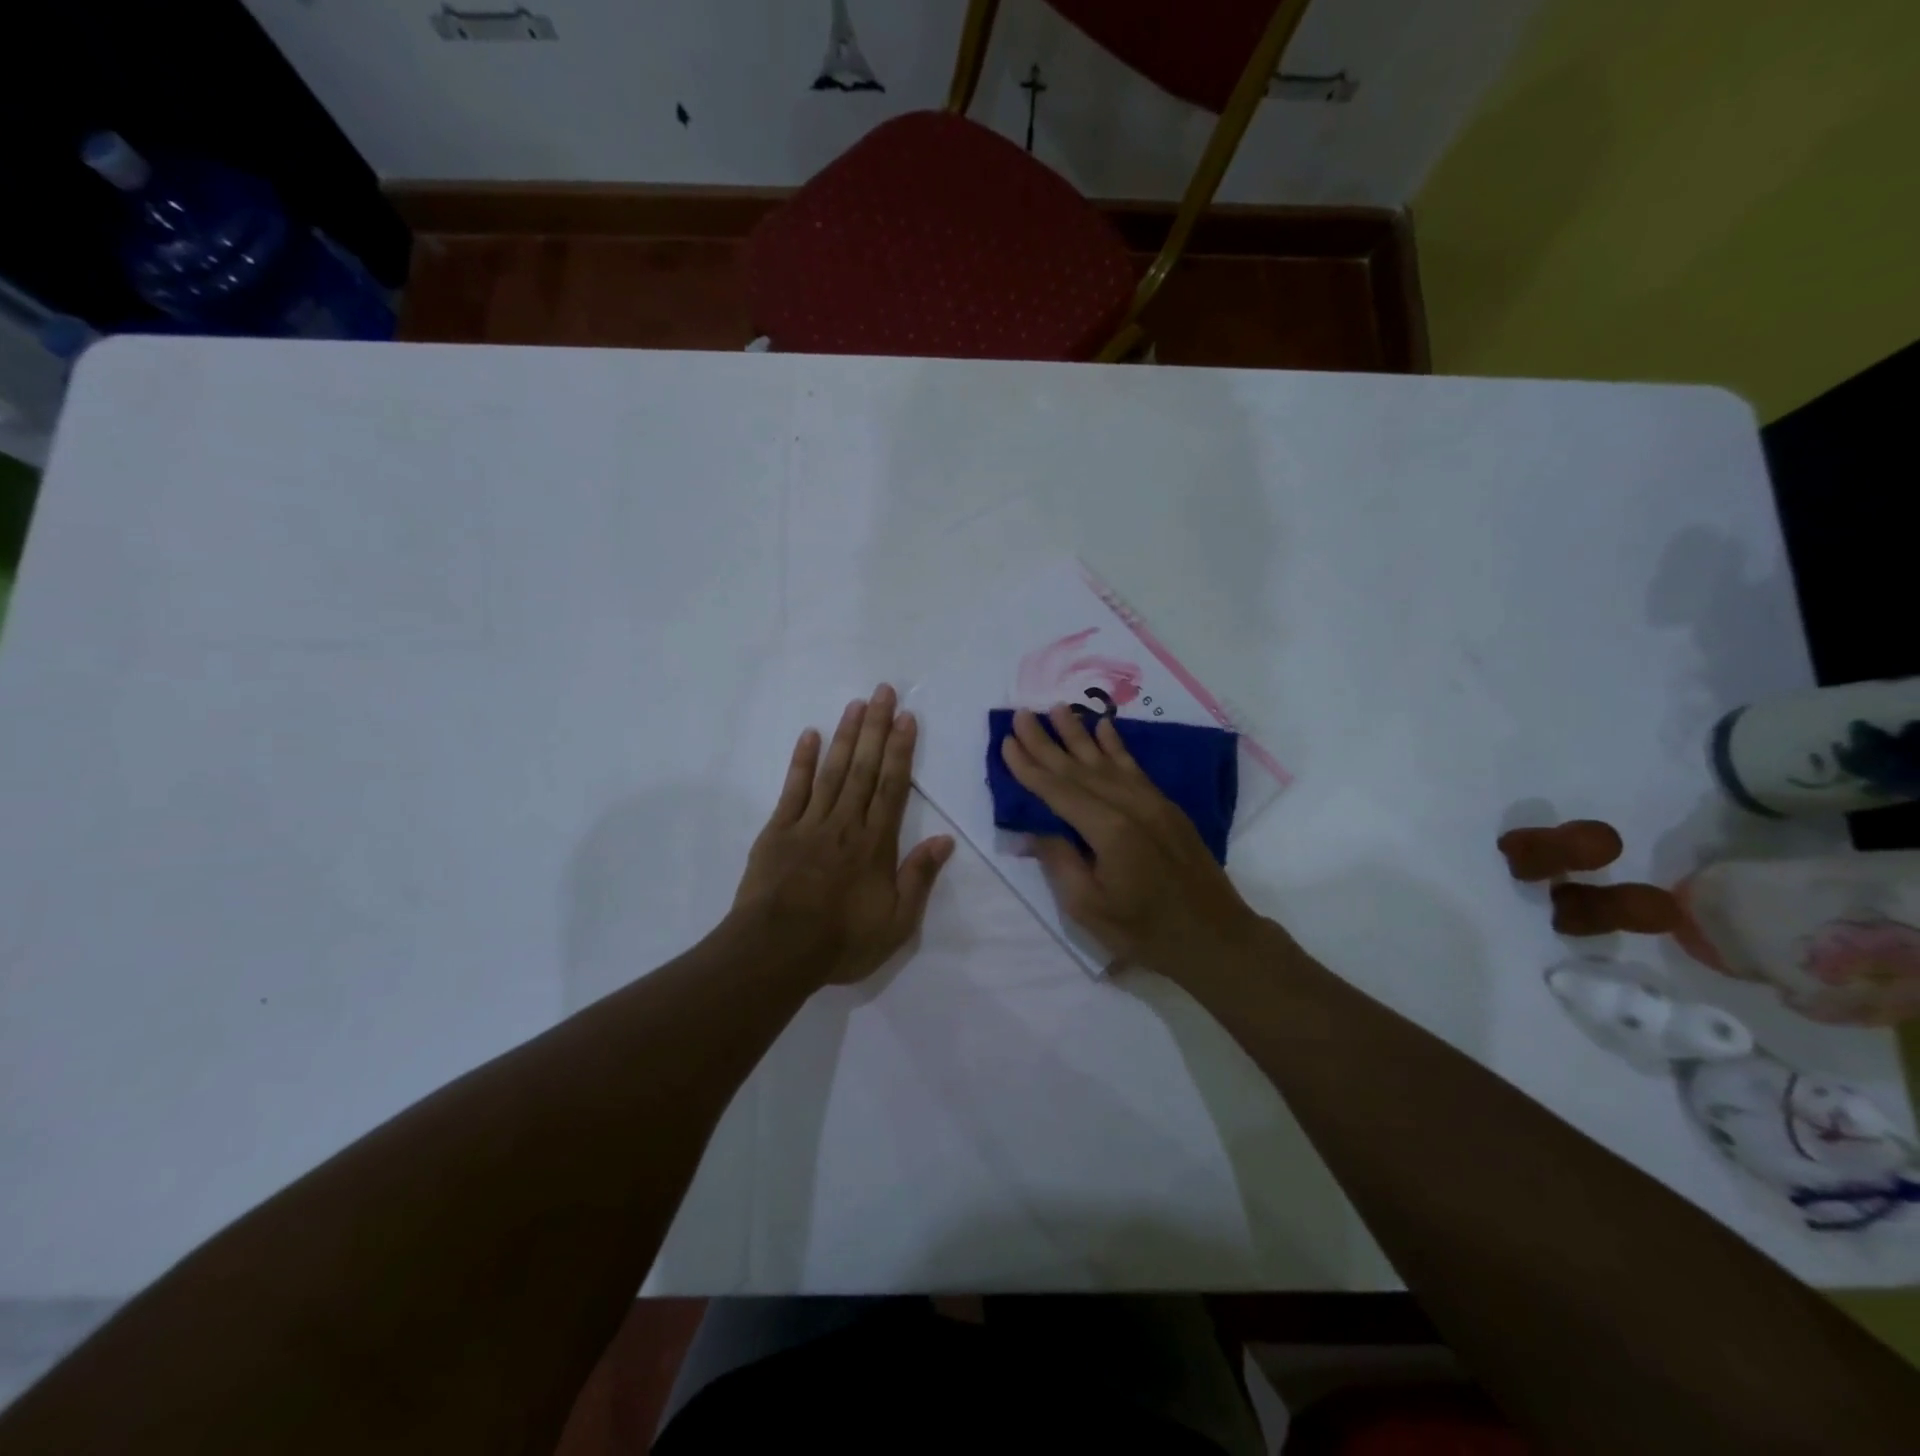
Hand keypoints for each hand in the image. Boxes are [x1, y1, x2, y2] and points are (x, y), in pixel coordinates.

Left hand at [734, 684, 955, 985]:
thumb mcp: (896, 923)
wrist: (777, 951)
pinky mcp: (779, 831)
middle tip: (883, 691)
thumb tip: (944, 840)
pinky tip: (810, 735)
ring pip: (833, 770)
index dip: (901, 750)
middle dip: (876, 728)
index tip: (907, 718)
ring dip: (846, 736)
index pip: (893, 787)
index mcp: (875, 843)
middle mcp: (846, 823)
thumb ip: (919, 878)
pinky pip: (793, 789)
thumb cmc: (841, 941)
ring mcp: (810, 823)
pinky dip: (802, 761)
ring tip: (856, 704)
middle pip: (865, 768)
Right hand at [999, 705, 1270, 982]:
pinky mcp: (1167, 807)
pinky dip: (1117, 746)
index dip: (1029, 766)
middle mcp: (1130, 805)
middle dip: (1046, 741)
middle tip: (1021, 714)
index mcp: (1108, 830)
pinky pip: (1135, 768)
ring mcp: (1152, 802)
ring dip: (1079, 733)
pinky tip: (1105, 727)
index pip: (1057, 790)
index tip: (1007, 741)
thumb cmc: (1144, 931)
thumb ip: (1060, 861)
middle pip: (1078, 768)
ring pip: (1107, 761)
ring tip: (1057, 709)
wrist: (1215, 937)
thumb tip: (1036, 828)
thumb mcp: (1088, 907)